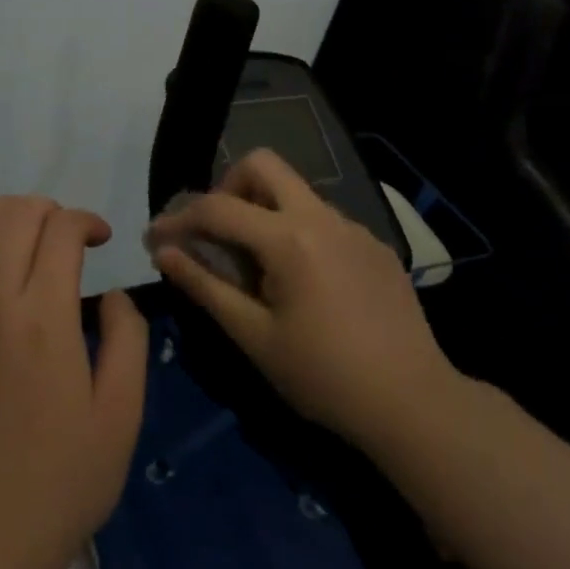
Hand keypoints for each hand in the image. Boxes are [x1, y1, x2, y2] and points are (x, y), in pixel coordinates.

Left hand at [0, 197, 148, 568]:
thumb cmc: (67, 478)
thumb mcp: (123, 411)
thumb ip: (128, 339)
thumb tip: (113, 296)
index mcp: (46, 317)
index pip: (60, 231)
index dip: (85, 220)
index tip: (101, 239)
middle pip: (11, 219)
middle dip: (43, 208)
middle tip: (62, 232)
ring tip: (13, 233)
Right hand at [146, 150, 457, 449]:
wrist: (415, 404)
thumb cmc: (324, 376)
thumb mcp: (254, 336)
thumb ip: (205, 286)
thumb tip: (165, 252)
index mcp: (289, 238)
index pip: (218, 207)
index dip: (179, 219)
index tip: (154, 238)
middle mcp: (322, 217)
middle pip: (263, 164)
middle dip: (227, 187)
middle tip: (216, 232)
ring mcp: (354, 228)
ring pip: (295, 191)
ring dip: (263, 210)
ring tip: (256, 264)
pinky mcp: (375, 246)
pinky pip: (323, 219)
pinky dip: (296, 232)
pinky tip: (303, 282)